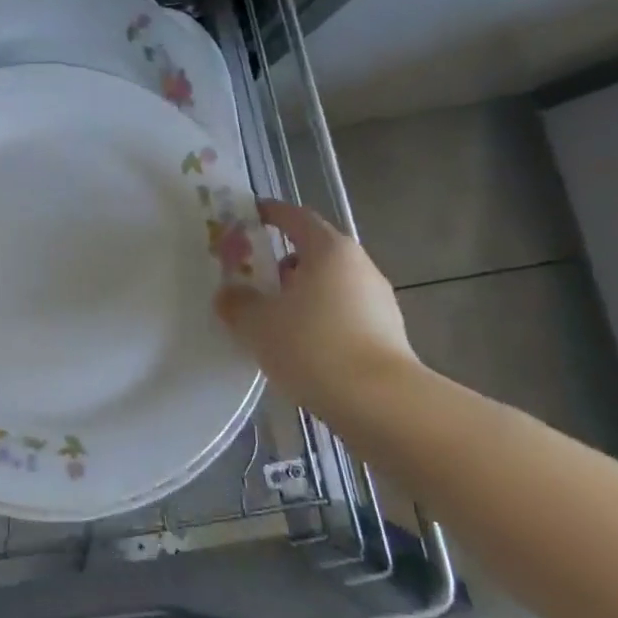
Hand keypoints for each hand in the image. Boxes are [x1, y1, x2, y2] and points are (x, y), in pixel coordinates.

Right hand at [214, 200, 417, 417]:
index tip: (248, 216)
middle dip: (281, 262)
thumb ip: (236, 302)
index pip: (296, 217)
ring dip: (300, 294)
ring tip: (272, 319)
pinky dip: (319, 320)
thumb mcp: (257, 323)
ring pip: (329, 286)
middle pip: (314, 252)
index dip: (270, 213)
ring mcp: (378, 301)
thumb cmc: (313, 346)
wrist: (381, 404)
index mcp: (329, 250)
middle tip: (252, 278)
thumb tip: (230, 294)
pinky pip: (342, 314)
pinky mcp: (387, 334)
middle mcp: (359, 266)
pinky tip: (300, 347)